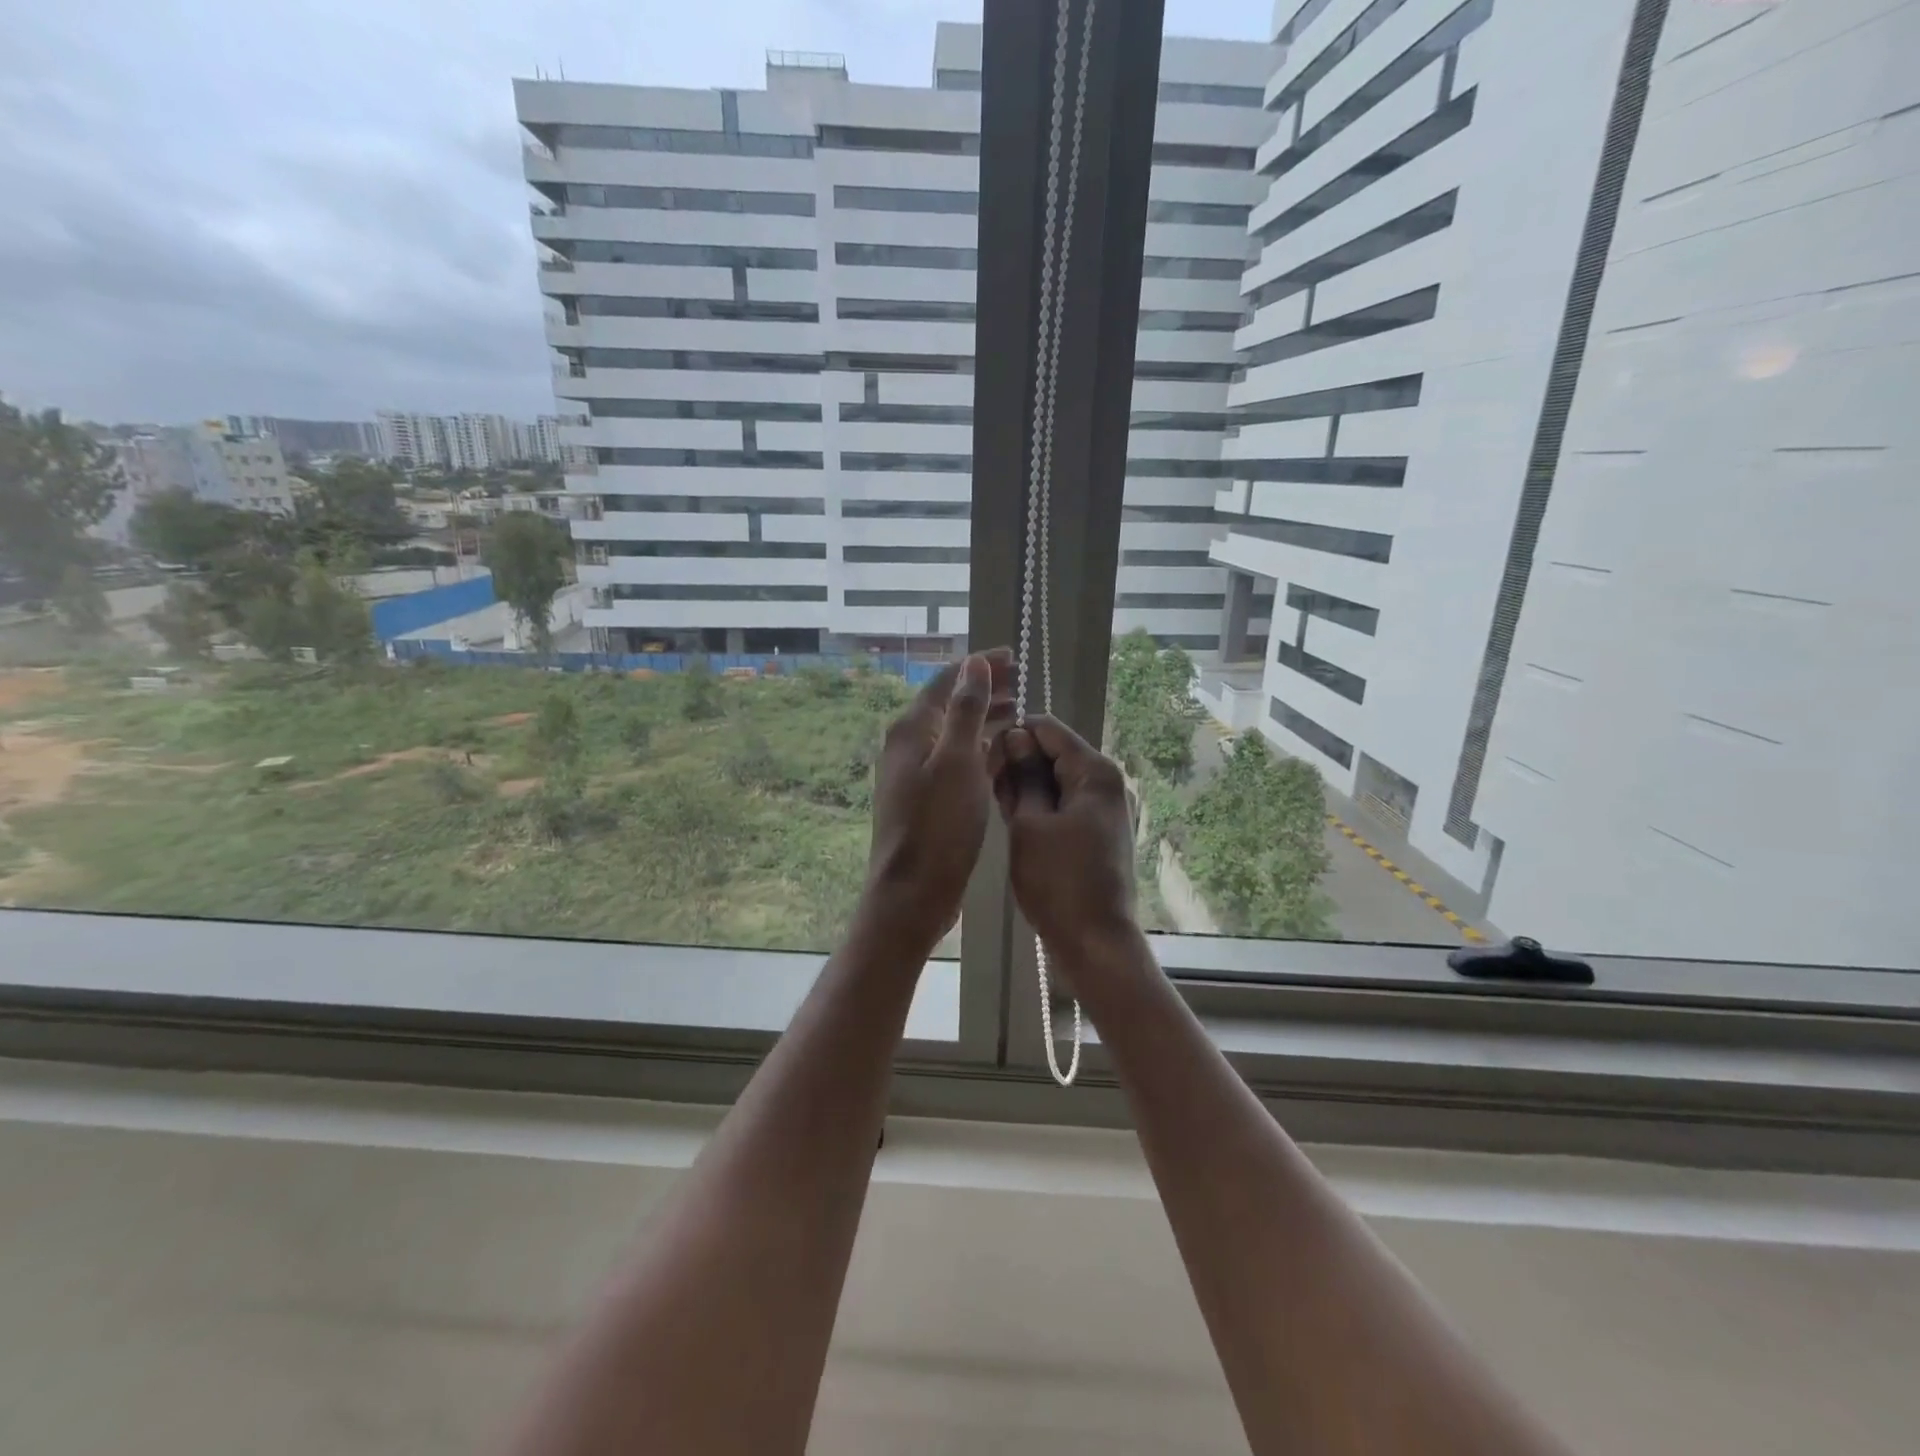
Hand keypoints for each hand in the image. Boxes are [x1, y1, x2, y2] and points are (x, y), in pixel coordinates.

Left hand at [864, 648, 1014, 944]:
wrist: (913, 893)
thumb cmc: (938, 825)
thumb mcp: (958, 762)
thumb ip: (966, 710)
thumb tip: (974, 663)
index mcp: (911, 730)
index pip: (946, 682)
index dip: (979, 666)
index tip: (1013, 657)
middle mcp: (909, 747)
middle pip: (950, 707)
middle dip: (985, 692)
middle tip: (1023, 684)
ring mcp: (917, 775)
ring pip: (956, 736)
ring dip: (986, 721)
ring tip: (1020, 713)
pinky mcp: (929, 800)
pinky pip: (958, 764)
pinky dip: (981, 753)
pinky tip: (1006, 754)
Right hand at [989, 714, 1138, 961]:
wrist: (1095, 942)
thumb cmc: (1058, 881)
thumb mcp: (1030, 824)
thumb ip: (1023, 776)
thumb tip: (1015, 737)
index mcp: (1094, 772)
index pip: (1048, 728)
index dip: (1013, 735)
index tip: (982, 756)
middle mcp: (1105, 782)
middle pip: (1054, 752)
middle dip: (1018, 762)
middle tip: (983, 785)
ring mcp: (1103, 808)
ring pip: (1056, 780)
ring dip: (1026, 786)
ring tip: (993, 803)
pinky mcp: (1096, 830)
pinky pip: (1063, 803)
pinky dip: (1039, 805)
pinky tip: (1013, 820)